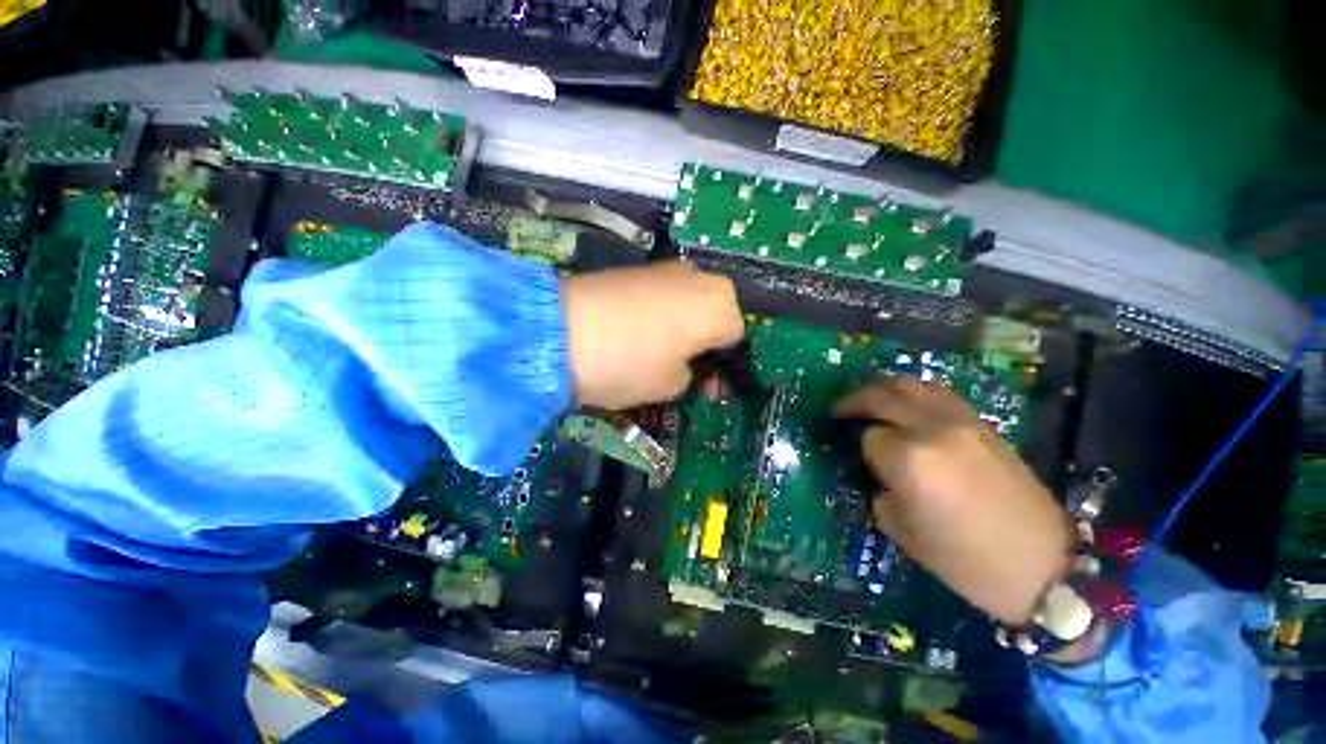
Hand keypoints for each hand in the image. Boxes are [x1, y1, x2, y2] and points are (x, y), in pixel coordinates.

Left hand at [563, 261, 743, 409]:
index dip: (725, 368)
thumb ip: (693, 375)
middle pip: (714, 317)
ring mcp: (667, 269)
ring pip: (689, 305)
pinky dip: (661, 317)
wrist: (559, 332)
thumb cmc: (630, 363)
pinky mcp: (638, 269)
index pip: (738, 339)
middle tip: (686, 371)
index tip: (709, 389)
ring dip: (684, 330)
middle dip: (705, 345)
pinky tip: (639, 335)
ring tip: (659, 354)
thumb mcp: (672, 385)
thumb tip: (688, 365)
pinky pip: (664, 297)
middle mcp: (700, 278)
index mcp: (720, 306)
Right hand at [834, 377, 1071, 624]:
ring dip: (883, 388)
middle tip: (840, 410)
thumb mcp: (903, 531)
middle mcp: (932, 430)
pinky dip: (915, 392)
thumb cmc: (965, 559)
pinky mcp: (983, 424)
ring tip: (871, 399)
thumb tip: (881, 472)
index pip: (869, 437)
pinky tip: (908, 404)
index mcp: (909, 460)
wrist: (1042, 565)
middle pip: (883, 396)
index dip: (862, 449)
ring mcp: (961, 422)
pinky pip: (939, 393)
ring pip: (911, 384)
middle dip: (855, 401)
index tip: (865, 464)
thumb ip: (881, 490)